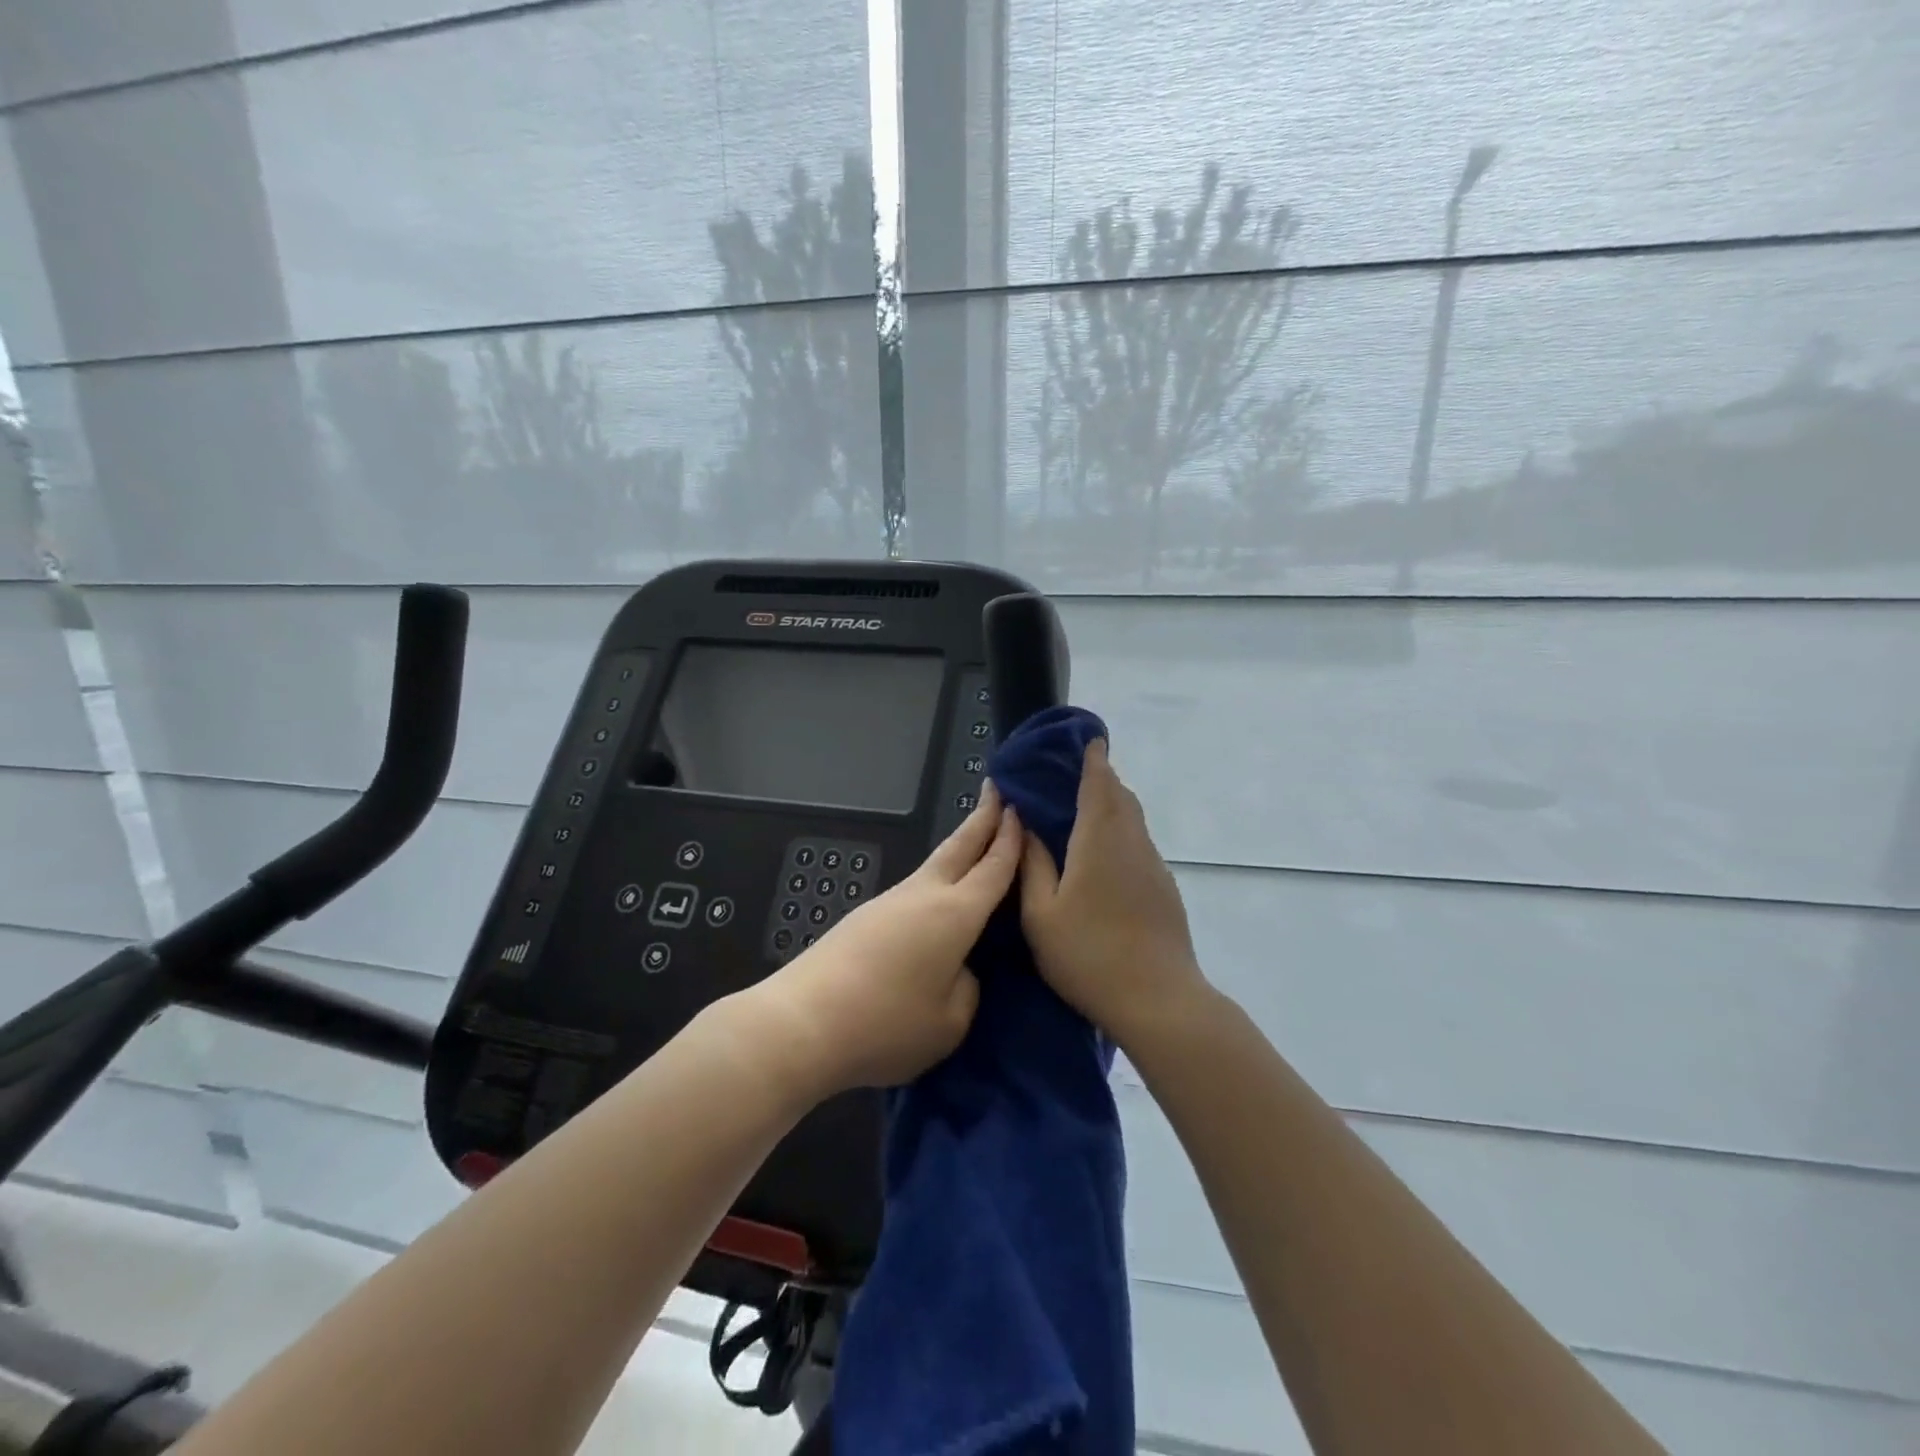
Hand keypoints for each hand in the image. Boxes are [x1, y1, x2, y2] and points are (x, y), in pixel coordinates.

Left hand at [750, 786, 1021, 1097]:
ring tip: (974, 842)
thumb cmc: (886, 1024)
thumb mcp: (949, 1023)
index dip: (1010, 839)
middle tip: (996, 789)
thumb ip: (966, 989)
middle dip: (982, 817)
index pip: (993, 867)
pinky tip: (936, 899)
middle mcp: (923, 896)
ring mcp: (889, 903)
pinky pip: (913, 890)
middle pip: (959, 847)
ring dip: (958, 848)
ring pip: (934, 866)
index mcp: (955, 914)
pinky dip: (935, 879)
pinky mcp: (864, 918)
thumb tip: (956, 968)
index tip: (1019, 808)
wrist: (803, 1023)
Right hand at [1019, 737, 1210, 1053]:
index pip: (1099, 784)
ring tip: (1084, 812)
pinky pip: (1139, 844)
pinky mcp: (1164, 888)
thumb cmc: (1089, 954)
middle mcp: (1132, 843)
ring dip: (1112, 806)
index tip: (1087, 740)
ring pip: (1133, 821)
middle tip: (1074, 776)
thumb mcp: (1041, 913)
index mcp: (1099, 840)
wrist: (1158, 999)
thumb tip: (1025, 825)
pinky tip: (1102, 857)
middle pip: (1121, 797)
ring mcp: (1153, 866)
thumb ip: (1032, 864)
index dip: (1093, 759)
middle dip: (1102, 779)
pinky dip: (1121, 833)